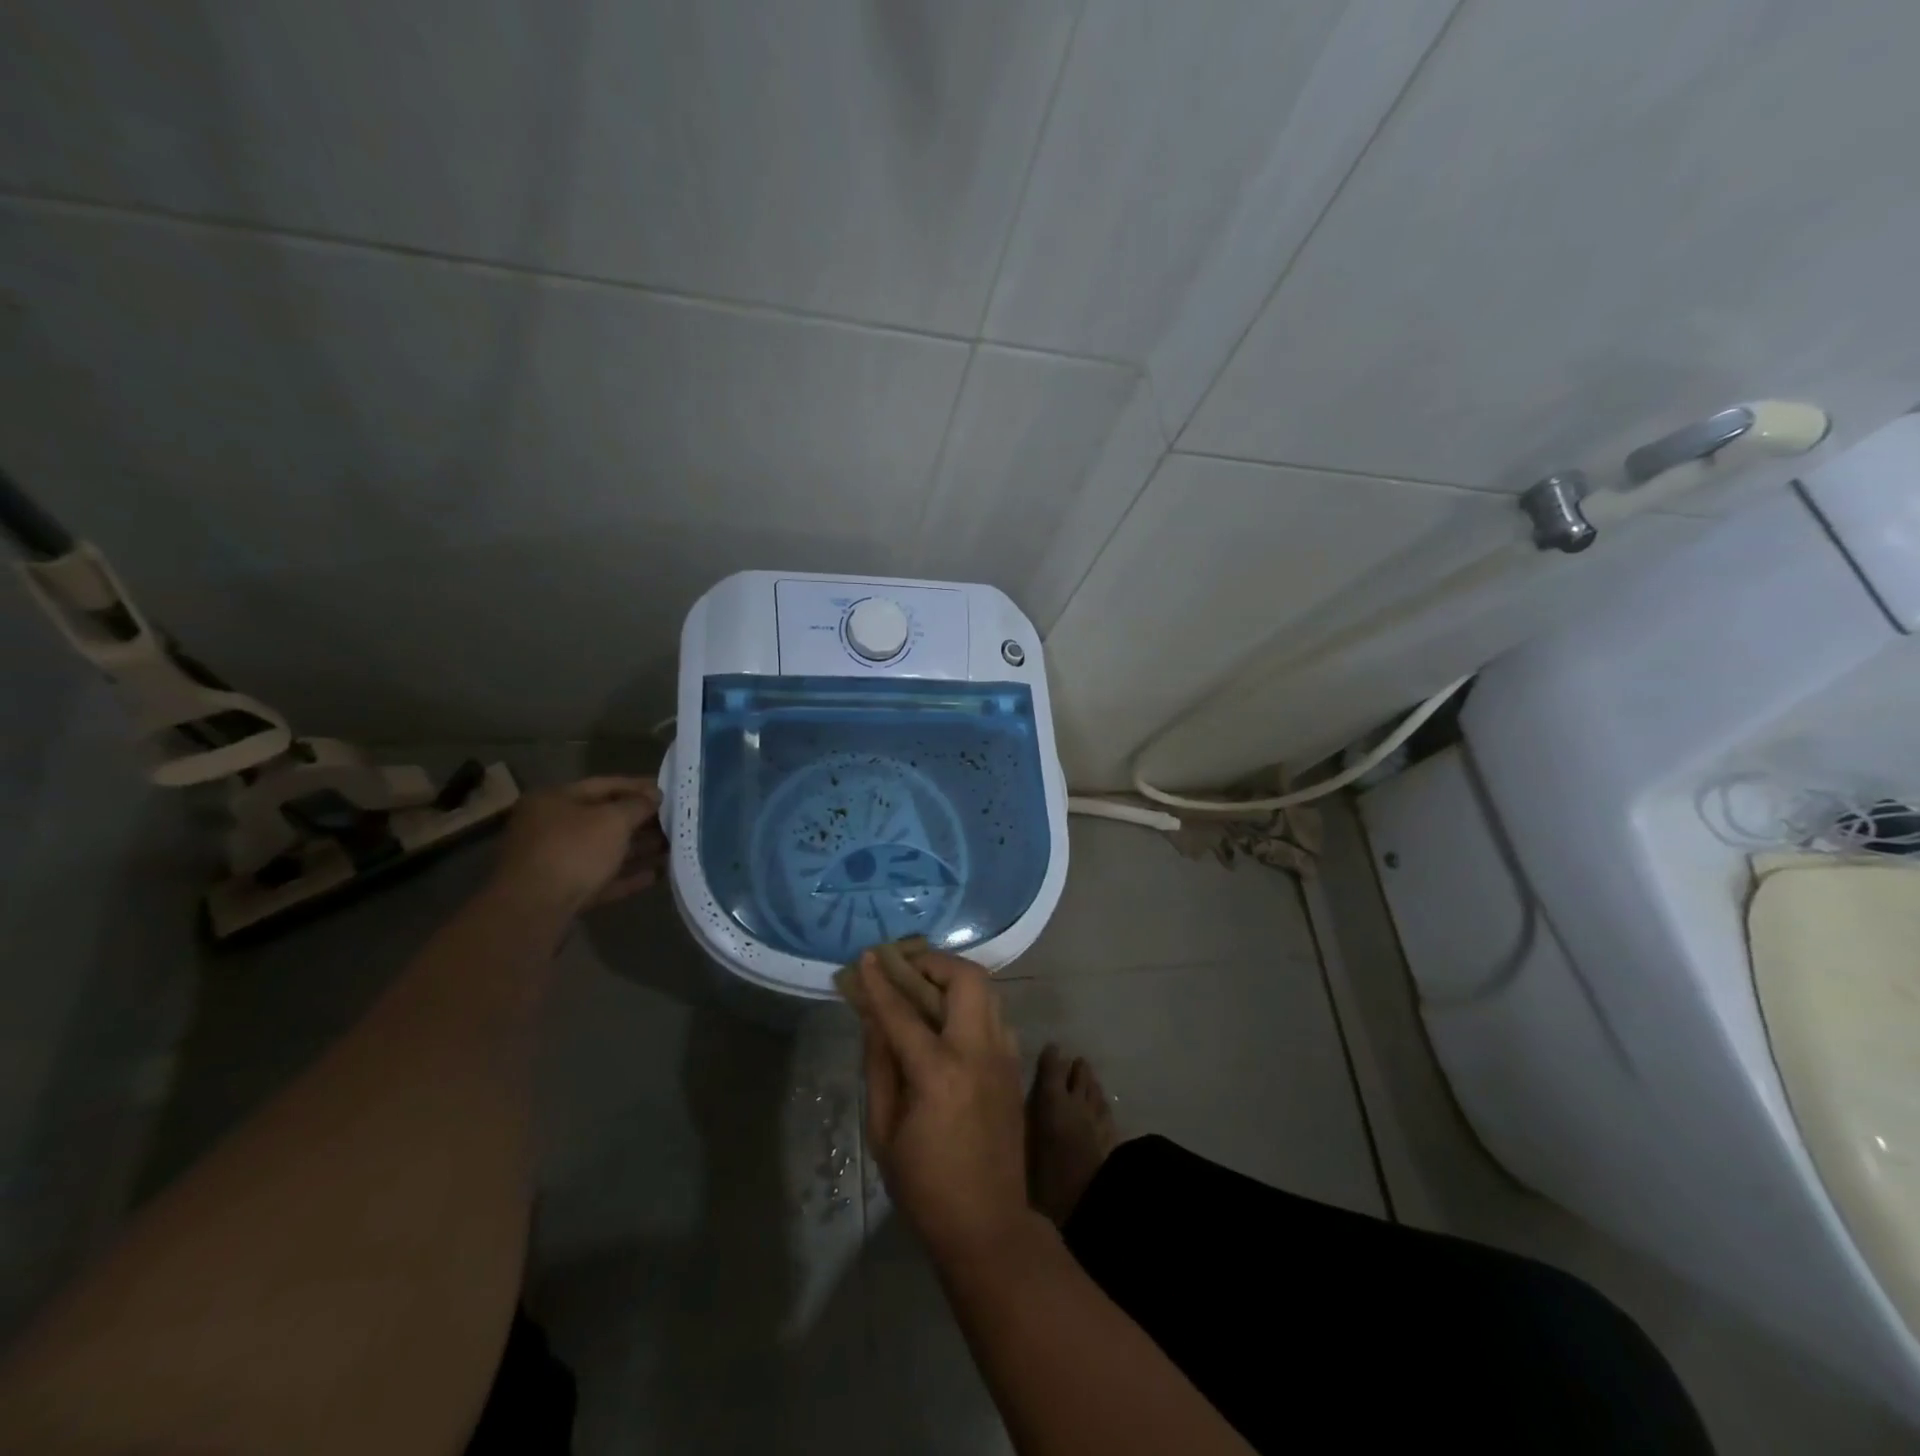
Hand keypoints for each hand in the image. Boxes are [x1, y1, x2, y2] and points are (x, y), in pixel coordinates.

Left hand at [489, 776, 664, 915]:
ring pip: (605, 850)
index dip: (639, 786)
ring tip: (673, 848)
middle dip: (641, 821)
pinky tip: (655, 875)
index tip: (669, 791)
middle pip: (604, 819)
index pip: (604, 784)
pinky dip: (627, 875)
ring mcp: (555, 861)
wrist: (534, 911)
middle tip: (676, 821)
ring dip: (638, 849)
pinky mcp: (564, 892)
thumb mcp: (612, 820)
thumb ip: (638, 805)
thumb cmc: (573, 851)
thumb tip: (655, 796)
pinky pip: (602, 878)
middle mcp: (551, 827)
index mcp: (554, 800)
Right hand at [859, 951, 1033, 1263]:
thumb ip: (879, 1067)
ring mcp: (1004, 1057)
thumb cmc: (925, 1185)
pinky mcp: (1015, 1067)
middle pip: (967, 979)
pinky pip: (995, 1016)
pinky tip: (950, 1022)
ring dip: (955, 978)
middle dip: (934, 962)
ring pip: (987, 991)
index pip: (903, 1011)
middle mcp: (978, 1053)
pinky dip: (972, 1005)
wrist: (988, 1224)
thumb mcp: (884, 1131)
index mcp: (939, 1073)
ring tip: (925, 986)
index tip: (867, 956)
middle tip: (907, 966)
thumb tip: (873, 1020)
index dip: (881, 981)